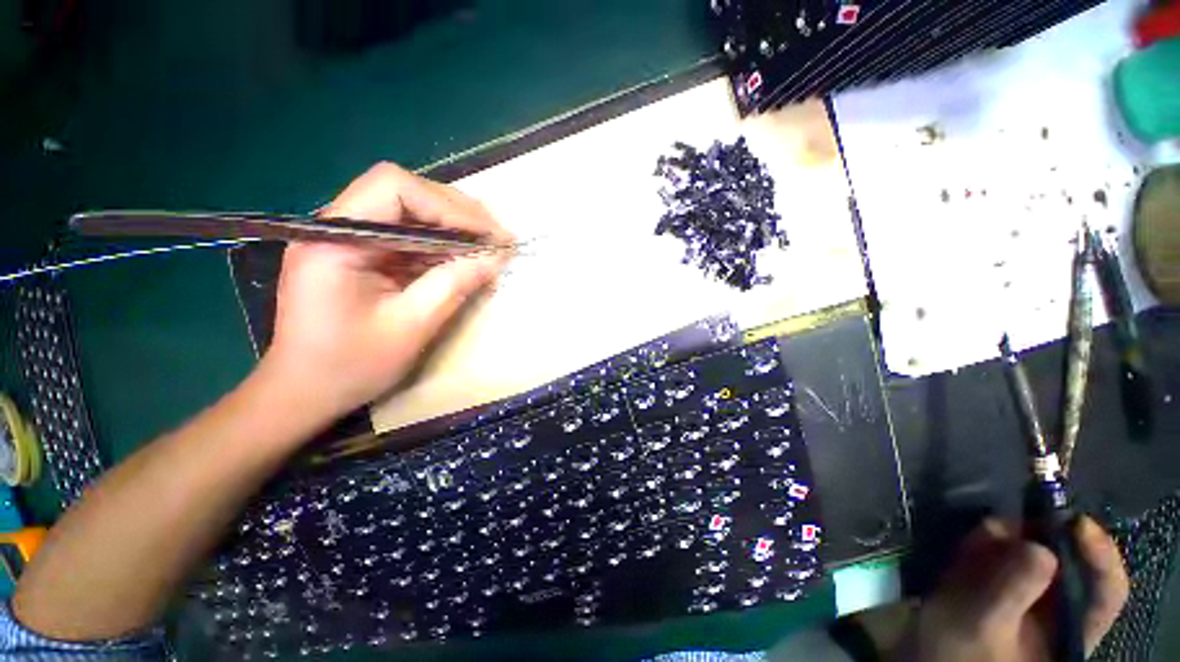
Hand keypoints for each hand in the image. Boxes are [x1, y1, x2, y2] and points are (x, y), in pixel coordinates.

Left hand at [263, 162, 511, 423]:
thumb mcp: (411, 327)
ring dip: (454, 228)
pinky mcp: (361, 254)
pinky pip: (408, 236)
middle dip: (458, 214)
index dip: (448, 207)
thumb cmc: (350, 366)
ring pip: (411, 212)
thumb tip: (496, 257)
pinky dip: (442, 245)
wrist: (306, 392)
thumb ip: (454, 285)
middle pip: (405, 194)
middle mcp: (337, 227)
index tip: (488, 235)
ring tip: (490, 246)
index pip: (394, 188)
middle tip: (498, 237)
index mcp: (335, 239)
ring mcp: (348, 239)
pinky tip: (465, 259)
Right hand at [899, 516, 1128, 661]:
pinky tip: (969, 544)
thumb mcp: (980, 624)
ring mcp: (1026, 592)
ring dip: (1007, 538)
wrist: (921, 654)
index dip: (1100, 555)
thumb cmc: (958, 651)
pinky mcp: (997, 579)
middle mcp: (1056, 606)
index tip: (1076, 523)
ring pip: (1030, 550)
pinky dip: (985, 541)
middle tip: (1013, 523)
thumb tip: (1041, 548)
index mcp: (1070, 629)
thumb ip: (1010, 590)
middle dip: (1040, 537)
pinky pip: (999, 550)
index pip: (1106, 590)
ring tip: (981, 538)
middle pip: (1066, 560)